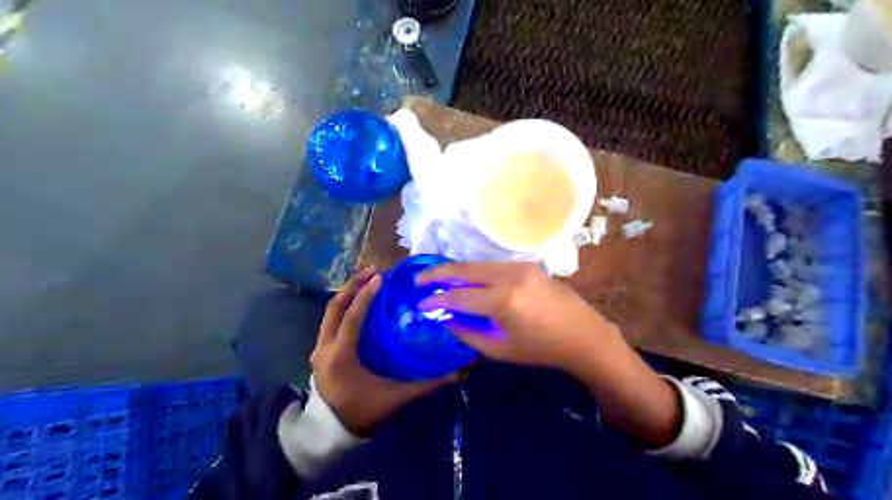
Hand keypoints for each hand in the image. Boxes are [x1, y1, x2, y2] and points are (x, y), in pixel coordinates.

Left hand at [311, 266, 456, 437]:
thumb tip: (459, 373)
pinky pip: (329, 321)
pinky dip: (343, 306)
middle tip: (372, 270)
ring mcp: (317, 349)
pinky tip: (358, 302)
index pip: (351, 318)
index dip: (365, 296)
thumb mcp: (396, 397)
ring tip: (366, 279)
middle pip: (334, 307)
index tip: (380, 278)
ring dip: (347, 294)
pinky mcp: (318, 351)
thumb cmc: (363, 412)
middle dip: (352, 285)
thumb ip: (426, 384)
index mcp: (341, 356)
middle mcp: (324, 348)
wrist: (331, 431)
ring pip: (329, 313)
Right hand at [422, 263, 680, 447]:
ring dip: (456, 270)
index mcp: (503, 300)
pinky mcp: (528, 264)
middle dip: (439, 274)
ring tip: (437, 278)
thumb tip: (446, 317)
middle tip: (419, 280)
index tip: (419, 304)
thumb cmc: (542, 348)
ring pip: (478, 264)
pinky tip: (465, 277)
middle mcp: (510, 276)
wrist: (583, 335)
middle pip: (465, 270)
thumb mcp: (500, 348)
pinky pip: (493, 265)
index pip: (459, 296)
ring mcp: (520, 266)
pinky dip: (475, 270)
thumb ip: (468, 331)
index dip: (436, 300)